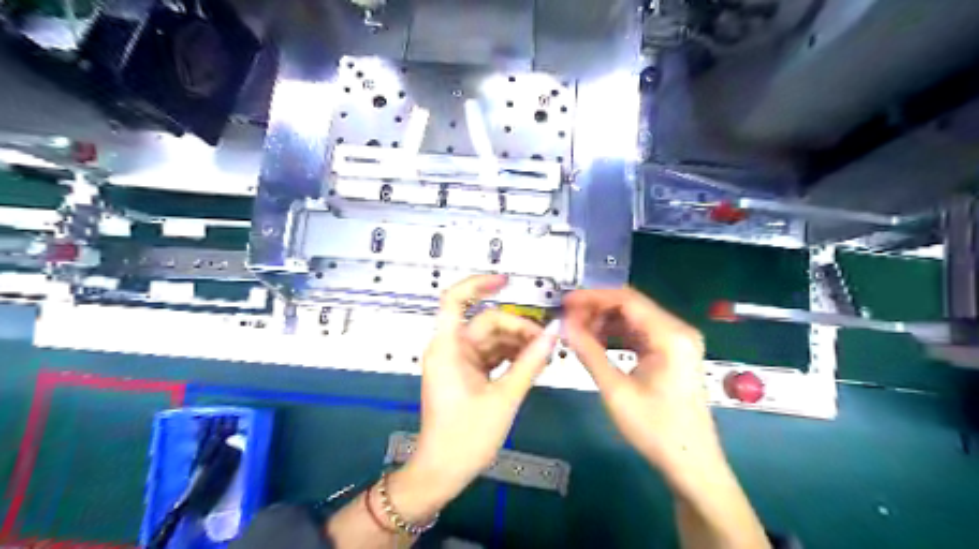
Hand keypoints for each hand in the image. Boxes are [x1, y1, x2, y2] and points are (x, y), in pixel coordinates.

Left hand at [392, 277, 554, 516]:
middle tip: (546, 343)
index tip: (507, 281)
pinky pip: (490, 355)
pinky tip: (531, 363)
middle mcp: (450, 348)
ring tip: (544, 354)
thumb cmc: (466, 436)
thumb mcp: (504, 398)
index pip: (455, 300)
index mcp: (448, 347)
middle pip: (486, 322)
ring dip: (516, 343)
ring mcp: (458, 361)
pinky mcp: (466, 373)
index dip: (478, 284)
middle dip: (516, 328)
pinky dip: (509, 356)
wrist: (443, 470)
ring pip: (491, 339)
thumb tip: (553, 333)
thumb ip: (529, 363)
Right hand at [562, 288, 720, 485]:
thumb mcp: (615, 390)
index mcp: (670, 335)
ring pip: (634, 318)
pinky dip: (617, 333)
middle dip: (597, 309)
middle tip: (568, 319)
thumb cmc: (655, 429)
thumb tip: (564, 325)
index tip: (565, 302)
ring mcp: (677, 341)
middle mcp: (678, 330)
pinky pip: (641, 332)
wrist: (691, 464)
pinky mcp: (673, 352)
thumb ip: (588, 352)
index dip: (593, 297)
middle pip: (631, 305)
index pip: (626, 300)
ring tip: (577, 331)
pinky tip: (597, 341)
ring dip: (605, 321)